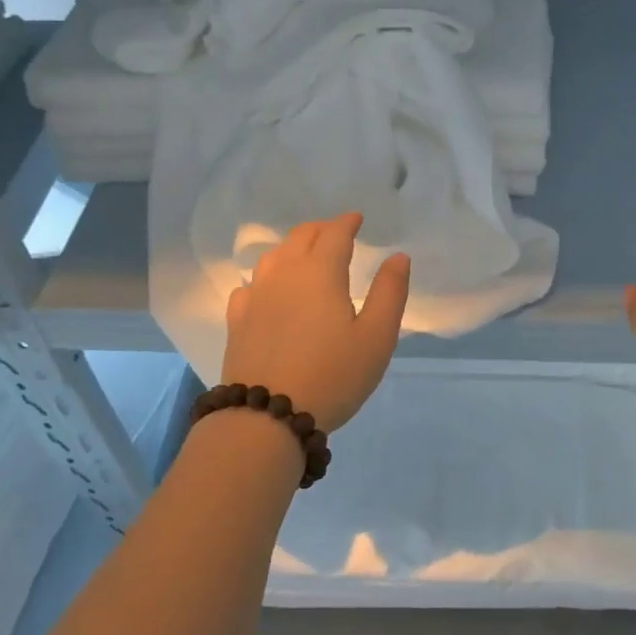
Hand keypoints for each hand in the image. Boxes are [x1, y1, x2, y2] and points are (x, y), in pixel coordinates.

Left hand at [221, 213, 409, 430]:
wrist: (268, 415)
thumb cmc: (333, 375)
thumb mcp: (376, 337)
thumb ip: (389, 293)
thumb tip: (398, 257)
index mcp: (320, 272)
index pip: (334, 233)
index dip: (347, 222)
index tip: (357, 219)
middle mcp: (284, 274)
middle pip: (300, 237)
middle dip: (321, 229)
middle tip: (336, 233)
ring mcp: (255, 296)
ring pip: (273, 257)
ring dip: (293, 248)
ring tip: (306, 256)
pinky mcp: (237, 320)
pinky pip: (251, 285)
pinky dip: (266, 277)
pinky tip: (269, 291)